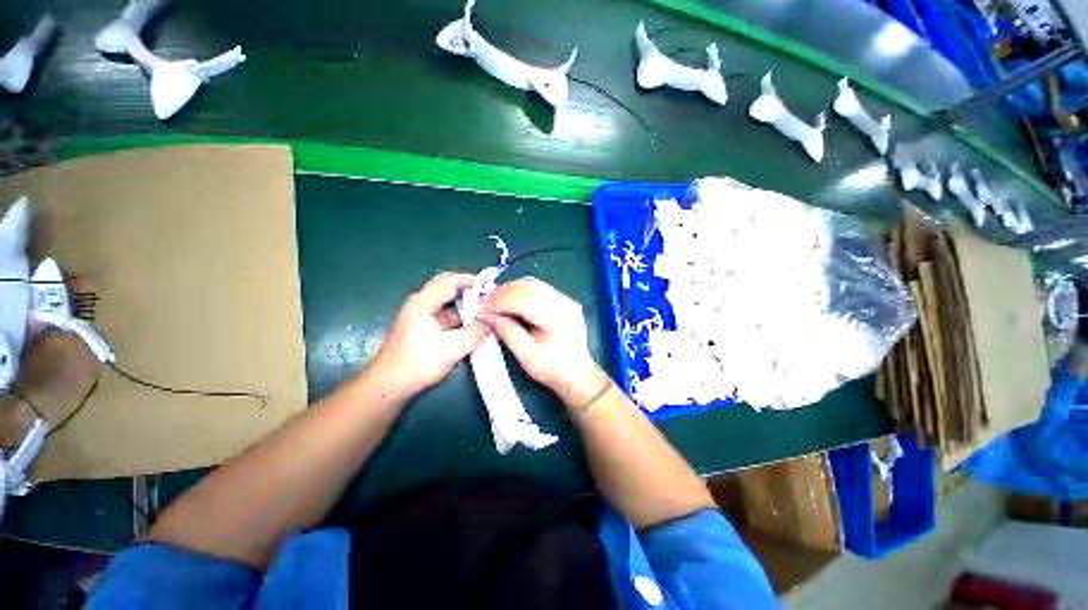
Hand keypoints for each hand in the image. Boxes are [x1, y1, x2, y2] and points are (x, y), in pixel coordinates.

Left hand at [368, 272, 487, 399]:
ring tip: (486, 312)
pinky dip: (460, 319)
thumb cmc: (417, 364)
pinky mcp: (424, 328)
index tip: (491, 286)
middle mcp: (421, 304)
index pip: (451, 281)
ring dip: (466, 307)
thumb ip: (474, 333)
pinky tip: (473, 327)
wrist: (388, 387)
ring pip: (448, 304)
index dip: (472, 281)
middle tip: (489, 297)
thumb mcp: (452, 348)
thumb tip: (490, 323)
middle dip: (469, 291)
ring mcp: (421, 317)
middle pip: (448, 289)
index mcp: (423, 303)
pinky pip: (446, 317)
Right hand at [482, 277, 610, 409]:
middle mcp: (564, 302)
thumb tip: (487, 315)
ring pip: (534, 285)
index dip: (500, 301)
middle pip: (530, 287)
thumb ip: (508, 332)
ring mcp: (565, 299)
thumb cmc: (553, 370)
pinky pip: (539, 289)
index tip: (481, 308)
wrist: (578, 375)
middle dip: (504, 292)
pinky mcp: (563, 301)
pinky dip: (521, 292)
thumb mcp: (527, 356)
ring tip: (494, 301)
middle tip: (484, 303)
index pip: (525, 299)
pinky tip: (509, 300)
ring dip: (511, 290)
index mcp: (558, 316)